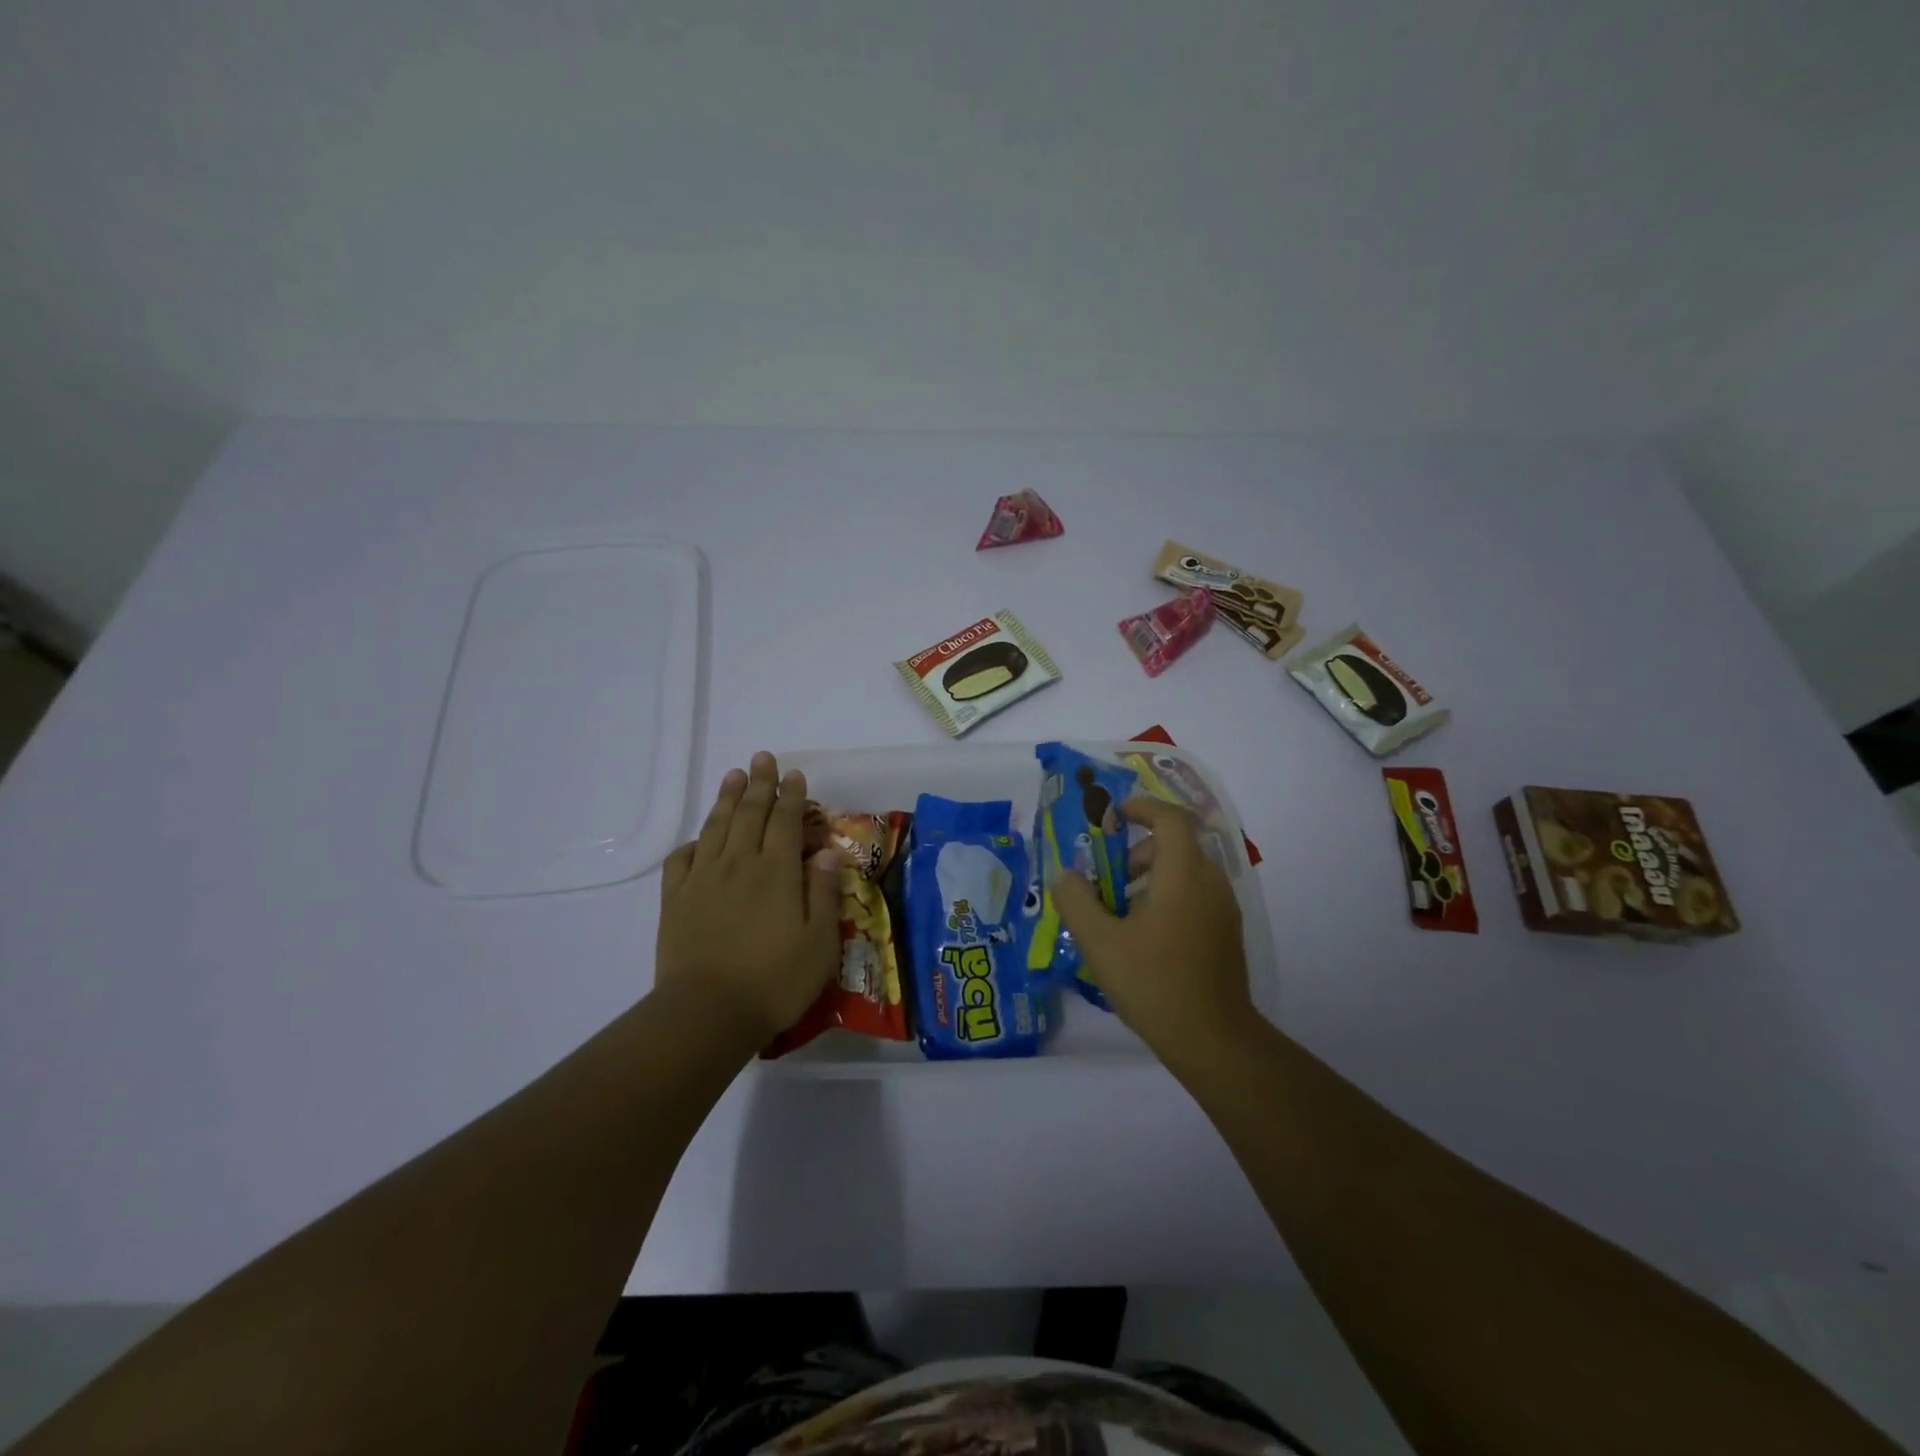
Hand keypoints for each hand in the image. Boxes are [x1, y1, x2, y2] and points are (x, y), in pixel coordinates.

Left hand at [655, 752, 842, 1045]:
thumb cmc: (774, 981)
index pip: (786, 821)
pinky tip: (700, 838)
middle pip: (749, 813)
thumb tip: (828, 852)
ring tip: (733, 775)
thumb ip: (824, 892)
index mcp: (777, 872)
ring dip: (726, 799)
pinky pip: (683, 858)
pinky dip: (694, 841)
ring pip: (716, 827)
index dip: (791, 795)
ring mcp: (703, 879)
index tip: (794, 774)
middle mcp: (739, 864)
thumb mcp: (819, 943)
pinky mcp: (676, 899)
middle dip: (758, 783)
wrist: (706, 1013)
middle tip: (761, 758)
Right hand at [1052, 796, 1253, 1067]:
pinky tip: (1145, 937)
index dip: (1142, 807)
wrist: (1213, 1040)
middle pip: (1176, 844)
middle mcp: (1210, 883)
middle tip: (1109, 880)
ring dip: (1151, 876)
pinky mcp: (1226, 933)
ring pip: (1186, 871)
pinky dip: (1168, 896)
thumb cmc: (1153, 983)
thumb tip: (1066, 876)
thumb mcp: (1100, 942)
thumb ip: (1076, 901)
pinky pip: (1195, 895)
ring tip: (1121, 913)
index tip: (1114, 815)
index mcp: (1183, 875)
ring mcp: (1223, 909)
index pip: (1170, 819)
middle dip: (1138, 851)